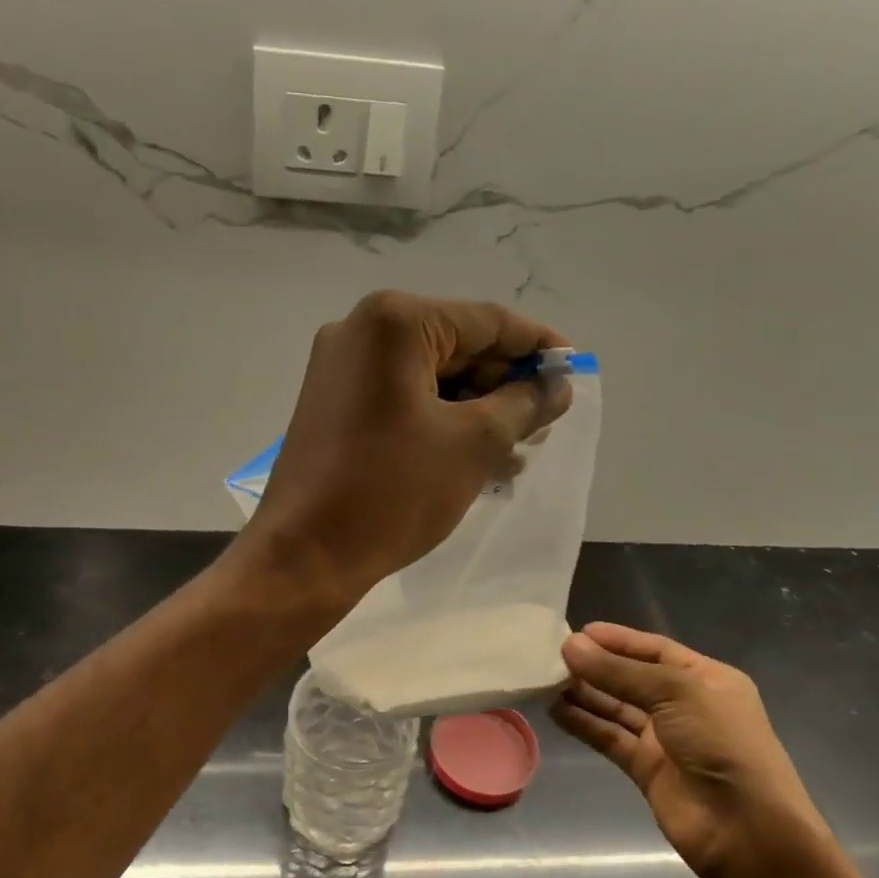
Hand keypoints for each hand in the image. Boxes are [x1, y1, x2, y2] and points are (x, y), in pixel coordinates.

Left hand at [240, 290, 570, 602]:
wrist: (304, 556)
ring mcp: (341, 370)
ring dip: (477, 412)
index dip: (538, 346)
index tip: (574, 371)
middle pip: (456, 347)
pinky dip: (441, 424)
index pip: (487, 321)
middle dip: (505, 387)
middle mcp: (361, 331)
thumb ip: (524, 405)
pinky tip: (478, 459)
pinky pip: (403, 402)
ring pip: (430, 379)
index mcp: (395, 322)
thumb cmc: (392, 492)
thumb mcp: (474, 444)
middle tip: (545, 424)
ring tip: (519, 452)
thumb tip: (558, 385)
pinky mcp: (334, 406)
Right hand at [551, 623, 830, 877]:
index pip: (656, 650)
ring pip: (617, 708)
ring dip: (585, 694)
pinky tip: (556, 711)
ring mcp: (665, 739)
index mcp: (707, 679)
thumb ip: (619, 671)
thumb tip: (570, 645)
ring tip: (546, 680)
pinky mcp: (646, 769)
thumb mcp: (675, 693)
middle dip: (597, 666)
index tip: (578, 632)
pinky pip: (609, 738)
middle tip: (553, 656)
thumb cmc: (722, 744)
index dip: (618, 640)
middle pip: (633, 678)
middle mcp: (685, 705)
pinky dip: (584, 724)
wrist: (746, 830)